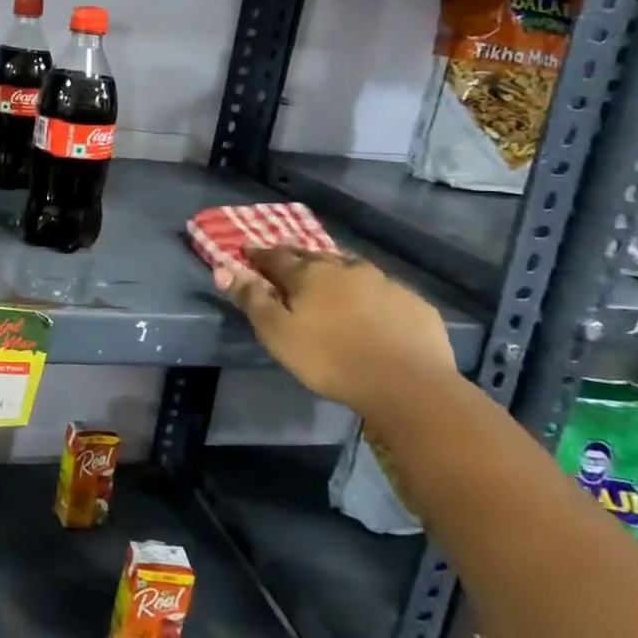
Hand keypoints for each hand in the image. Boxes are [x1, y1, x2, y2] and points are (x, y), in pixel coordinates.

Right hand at [213, 247, 456, 414]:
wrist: (408, 385)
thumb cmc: (330, 359)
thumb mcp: (278, 334)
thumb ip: (251, 300)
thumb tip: (224, 269)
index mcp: (309, 274)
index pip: (276, 256)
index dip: (258, 254)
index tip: (247, 252)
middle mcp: (345, 268)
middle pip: (314, 256)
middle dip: (296, 257)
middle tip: (286, 263)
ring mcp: (384, 283)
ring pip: (352, 268)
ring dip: (336, 270)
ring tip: (329, 280)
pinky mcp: (413, 303)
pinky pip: (384, 290)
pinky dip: (370, 293)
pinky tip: (372, 308)